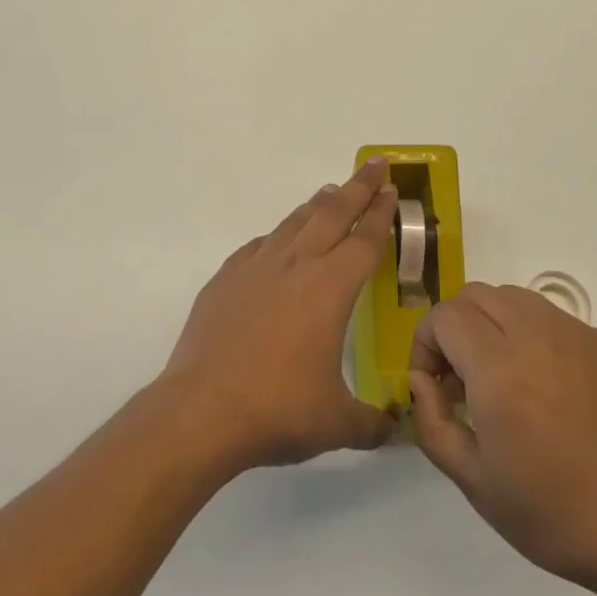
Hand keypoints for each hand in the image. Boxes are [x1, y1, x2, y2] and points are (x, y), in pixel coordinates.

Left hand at [159, 158, 398, 472]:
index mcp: (330, 288)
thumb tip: (394, 430)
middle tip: (374, 165)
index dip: (381, 213)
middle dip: (358, 187)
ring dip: (317, 204)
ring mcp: (256, 268)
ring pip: (294, 222)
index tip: (392, 190)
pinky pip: (259, 246)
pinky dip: (277, 236)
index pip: (365, 240)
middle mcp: (296, 266)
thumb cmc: (278, 410)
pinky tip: (278, 241)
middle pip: (333, 214)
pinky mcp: (225, 279)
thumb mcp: (336, 423)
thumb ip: (371, 423)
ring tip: (330, 192)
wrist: (202, 410)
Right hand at [409, 284, 596, 595]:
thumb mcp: (475, 483)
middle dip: (457, 327)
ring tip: (506, 379)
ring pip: (517, 298)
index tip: (434, 384)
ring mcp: (580, 334)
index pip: (444, 316)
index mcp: (499, 368)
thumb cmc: (558, 515)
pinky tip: (555, 392)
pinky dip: (537, 339)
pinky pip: (557, 320)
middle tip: (464, 379)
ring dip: (495, 325)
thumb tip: (422, 379)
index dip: (426, 343)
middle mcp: (537, 334)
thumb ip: (432, 421)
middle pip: (477, 295)